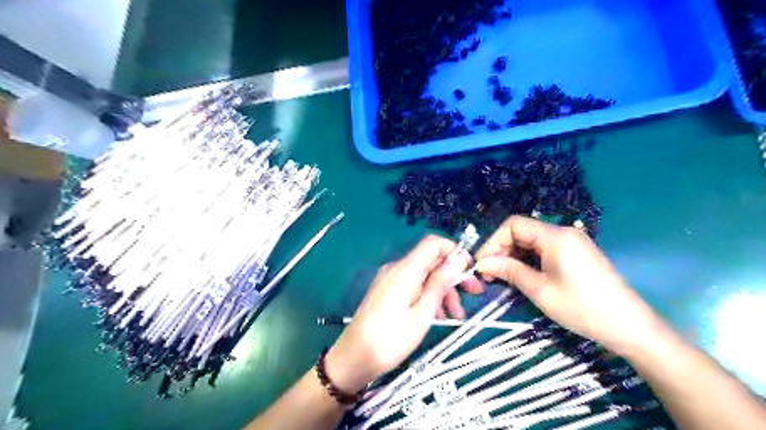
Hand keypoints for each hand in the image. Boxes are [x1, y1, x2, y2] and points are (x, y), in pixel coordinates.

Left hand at [324, 235, 479, 393]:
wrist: (353, 357)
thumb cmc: (390, 339)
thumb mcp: (422, 314)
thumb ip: (439, 284)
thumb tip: (457, 261)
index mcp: (405, 270)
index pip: (433, 243)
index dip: (454, 252)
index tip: (470, 270)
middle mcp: (397, 268)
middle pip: (430, 261)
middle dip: (453, 276)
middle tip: (474, 294)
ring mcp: (390, 279)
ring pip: (423, 276)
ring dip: (442, 291)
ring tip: (456, 316)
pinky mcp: (387, 291)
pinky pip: (413, 286)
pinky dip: (428, 296)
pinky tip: (437, 316)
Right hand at [477, 217, 668, 353]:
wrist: (629, 326)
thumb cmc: (582, 308)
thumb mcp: (540, 290)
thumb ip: (509, 271)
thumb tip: (481, 263)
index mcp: (555, 236)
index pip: (513, 225)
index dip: (493, 241)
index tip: (482, 263)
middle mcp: (563, 232)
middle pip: (522, 231)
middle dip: (502, 249)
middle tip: (490, 274)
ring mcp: (572, 242)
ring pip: (532, 241)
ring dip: (514, 255)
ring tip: (503, 277)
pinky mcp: (576, 253)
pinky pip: (544, 249)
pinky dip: (529, 259)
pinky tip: (523, 275)